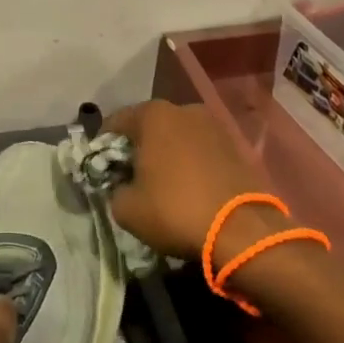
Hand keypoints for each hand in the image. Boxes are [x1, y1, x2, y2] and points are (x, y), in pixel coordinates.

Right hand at [101, 100, 282, 259]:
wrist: (243, 231)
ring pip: (177, 137)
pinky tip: (187, 187)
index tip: (100, 170)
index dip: (102, 147)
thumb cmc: (174, 211)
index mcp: (153, 115)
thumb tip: (121, 186)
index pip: (114, 123)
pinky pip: (200, 151)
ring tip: (161, 184)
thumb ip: (113, 189)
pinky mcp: (236, 146)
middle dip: (137, 148)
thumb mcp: (125, 208)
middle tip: (130, 176)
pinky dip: (190, 164)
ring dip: (166, 155)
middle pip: (148, 126)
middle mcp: (184, 110)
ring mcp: (214, 126)